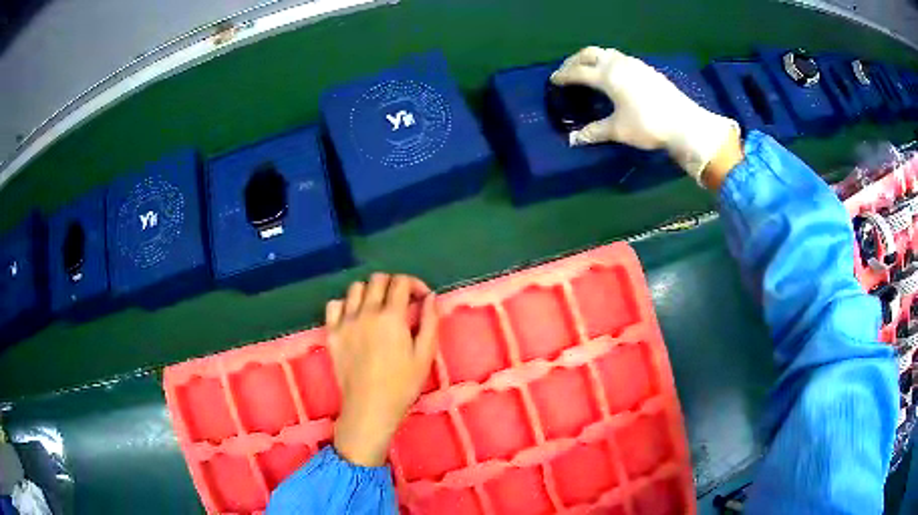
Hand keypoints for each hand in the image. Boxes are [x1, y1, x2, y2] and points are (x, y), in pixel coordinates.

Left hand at [327, 273, 438, 466]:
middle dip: (393, 284)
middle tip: (401, 302)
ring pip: (355, 288)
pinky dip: (345, 304)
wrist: (370, 407)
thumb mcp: (425, 355)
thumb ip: (429, 322)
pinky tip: (354, 317)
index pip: (401, 282)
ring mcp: (345, 321)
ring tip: (378, 308)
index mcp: (391, 317)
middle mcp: (366, 312)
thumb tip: (430, 297)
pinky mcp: (332, 333)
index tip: (421, 298)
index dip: (414, 284)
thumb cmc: (402, 385)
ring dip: (370, 291)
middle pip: (377, 279)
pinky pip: (334, 305)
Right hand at [550, 46, 740, 185]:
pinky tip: (614, 76)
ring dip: (593, 59)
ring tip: (588, 70)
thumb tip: (573, 140)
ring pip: (607, 53)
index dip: (563, 75)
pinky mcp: (647, 69)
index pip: (578, 72)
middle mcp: (618, 64)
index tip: (553, 80)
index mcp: (607, 76)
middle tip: (567, 71)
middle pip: (590, 53)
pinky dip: (609, 62)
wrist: (685, 123)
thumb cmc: (648, 125)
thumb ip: (594, 132)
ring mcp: (635, 64)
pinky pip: (621, 59)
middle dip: (575, 60)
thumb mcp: (618, 130)